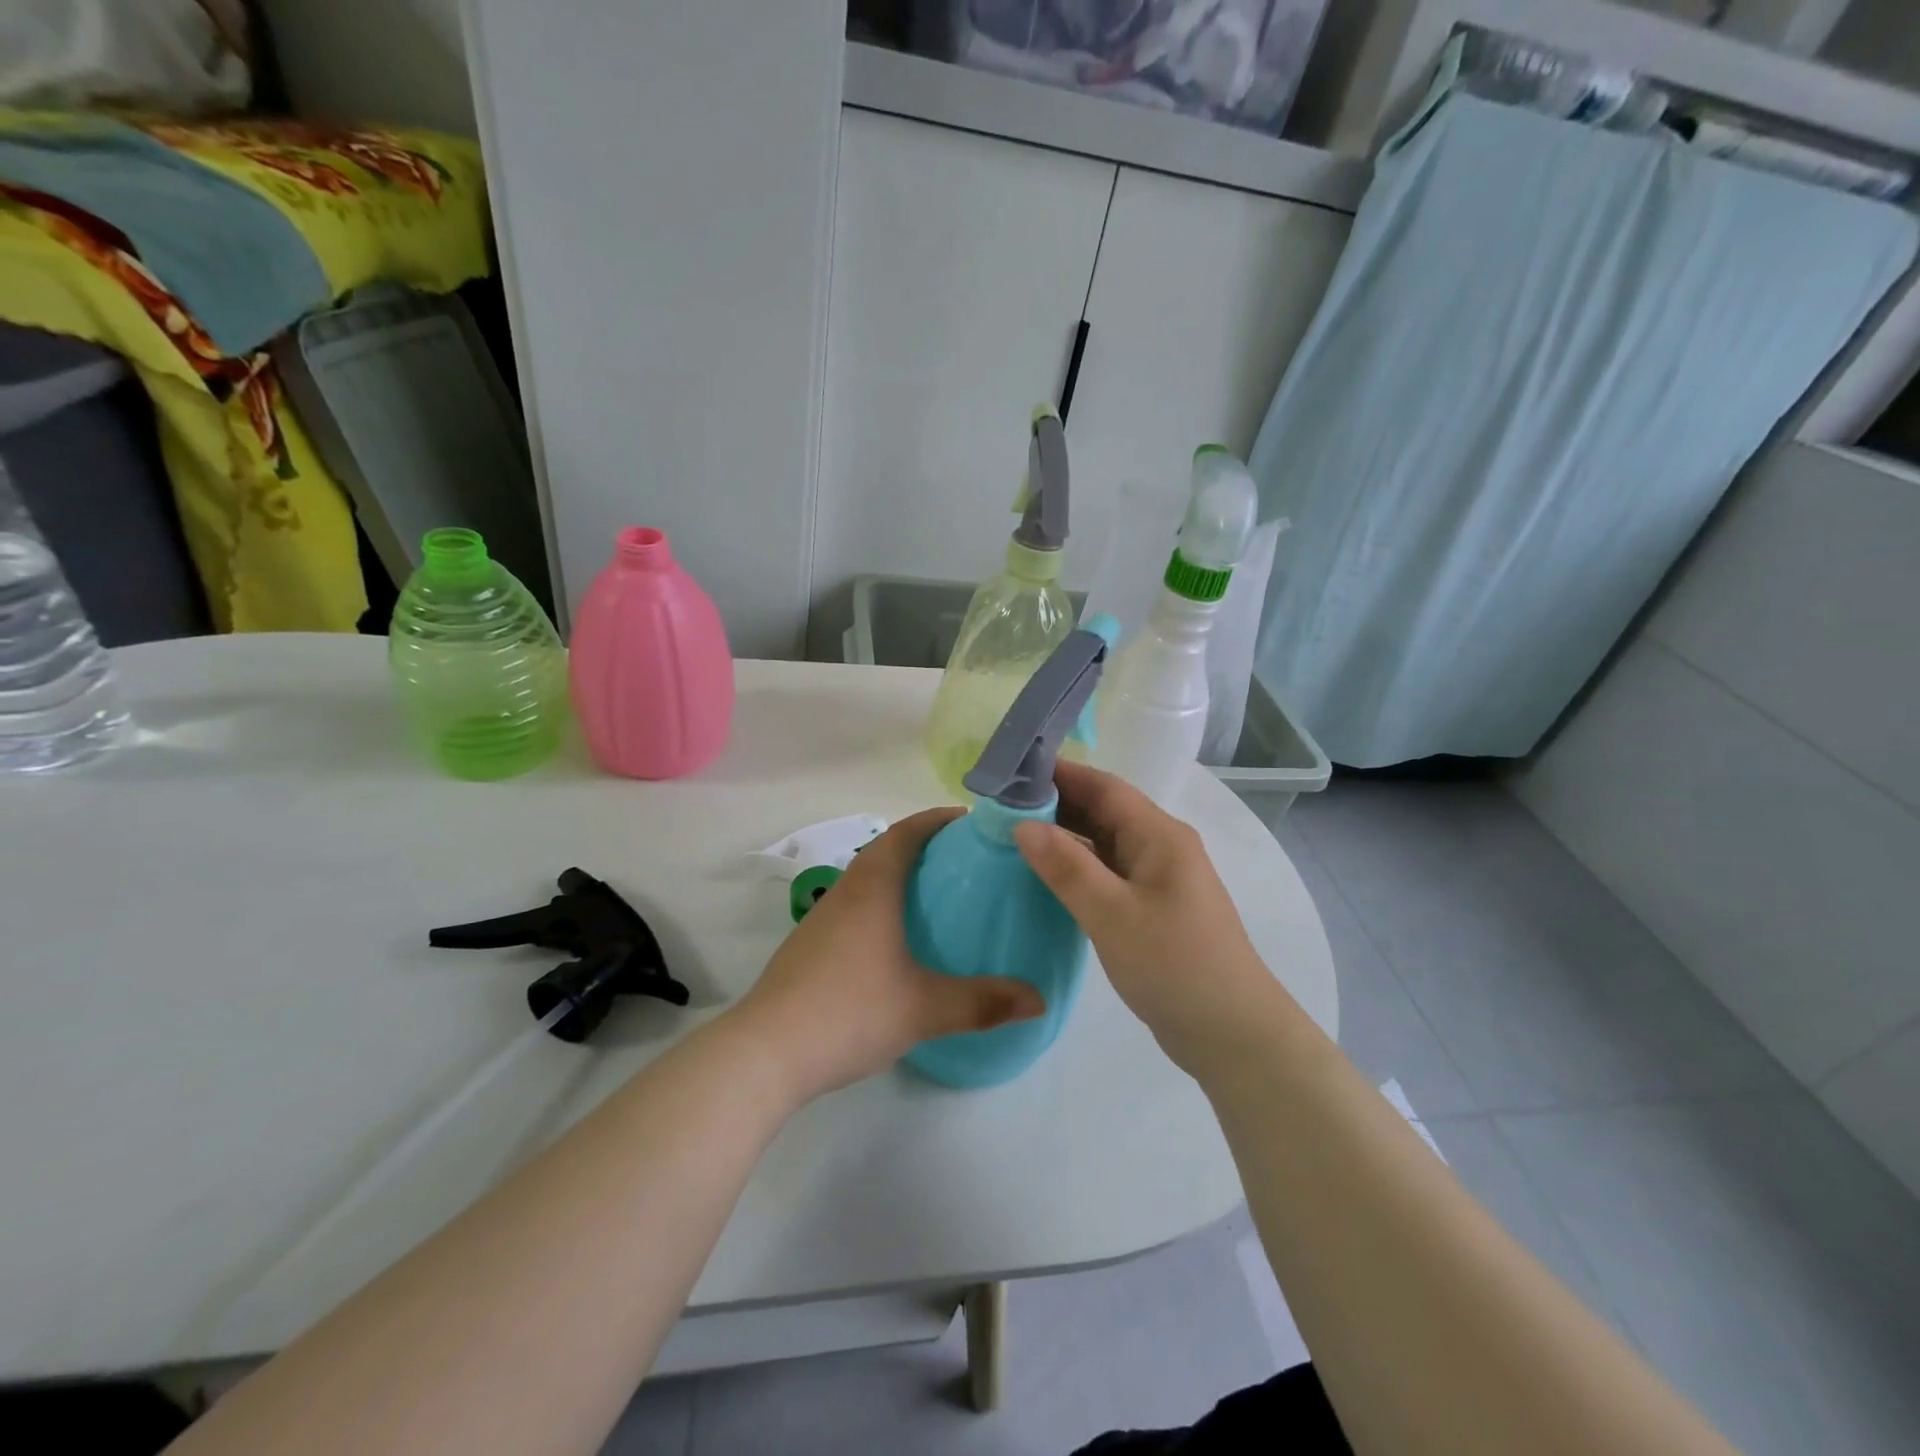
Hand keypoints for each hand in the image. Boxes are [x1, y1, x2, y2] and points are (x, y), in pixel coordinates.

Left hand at [734, 808, 1045, 1101]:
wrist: (765, 1053)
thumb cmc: (849, 1012)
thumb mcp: (924, 1009)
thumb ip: (983, 1002)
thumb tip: (1039, 1000)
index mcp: (873, 887)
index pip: (908, 831)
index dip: (940, 819)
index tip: (975, 823)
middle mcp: (846, 891)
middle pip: (887, 848)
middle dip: (927, 845)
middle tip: (970, 862)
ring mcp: (823, 917)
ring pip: (868, 877)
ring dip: (902, 874)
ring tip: (942, 896)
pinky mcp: (811, 945)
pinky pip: (856, 904)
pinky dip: (884, 902)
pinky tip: (900, 940)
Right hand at [1014, 760, 1289, 1072]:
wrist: (1232, 1035)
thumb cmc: (1175, 966)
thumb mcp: (1113, 915)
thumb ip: (1067, 867)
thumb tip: (1022, 824)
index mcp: (1160, 836)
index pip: (1104, 787)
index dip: (1060, 773)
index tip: (1011, 771)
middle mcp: (1161, 847)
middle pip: (1104, 810)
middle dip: (1056, 802)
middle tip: (1000, 804)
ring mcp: (1158, 879)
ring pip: (1104, 842)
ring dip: (1064, 835)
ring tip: (1012, 834)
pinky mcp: (1152, 907)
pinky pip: (1108, 872)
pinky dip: (1076, 866)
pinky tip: (1045, 875)